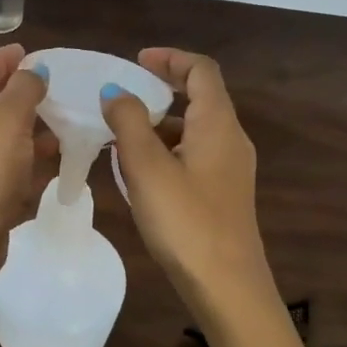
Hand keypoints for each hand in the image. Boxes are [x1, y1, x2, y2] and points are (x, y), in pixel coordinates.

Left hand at [0, 43, 48, 264]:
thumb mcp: (7, 122)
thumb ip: (23, 90)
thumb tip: (34, 73)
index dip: (6, 60)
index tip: (35, 53)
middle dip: (21, 94)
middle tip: (56, 85)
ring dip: (29, 126)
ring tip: (65, 120)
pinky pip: (3, 160)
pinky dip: (26, 154)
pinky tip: (56, 155)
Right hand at [101, 48, 271, 313]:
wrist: (226, 287)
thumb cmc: (186, 220)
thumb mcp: (147, 166)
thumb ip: (128, 122)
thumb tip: (115, 92)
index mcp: (218, 123)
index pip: (201, 70)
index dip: (170, 59)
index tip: (136, 62)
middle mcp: (231, 139)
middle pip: (200, 98)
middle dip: (160, 91)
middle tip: (121, 97)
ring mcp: (230, 169)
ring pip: (194, 130)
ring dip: (160, 124)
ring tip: (120, 135)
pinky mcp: (223, 195)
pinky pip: (194, 156)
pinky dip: (166, 150)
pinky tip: (139, 173)